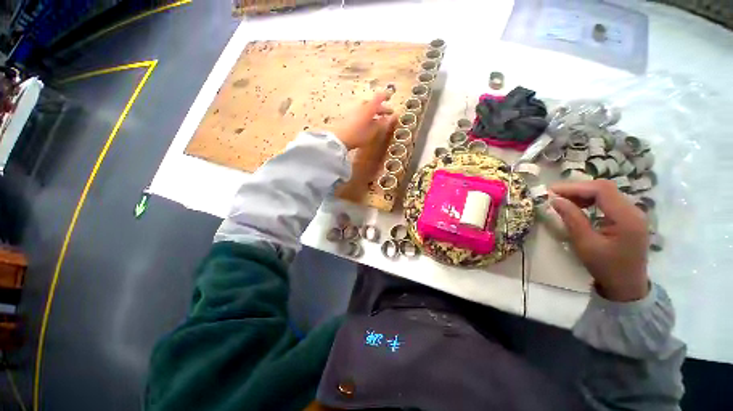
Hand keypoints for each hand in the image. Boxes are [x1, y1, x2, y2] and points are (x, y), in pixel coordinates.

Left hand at [331, 91, 395, 149]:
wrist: (340, 139)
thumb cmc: (359, 135)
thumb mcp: (373, 130)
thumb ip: (383, 123)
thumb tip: (393, 117)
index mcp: (369, 107)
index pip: (379, 97)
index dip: (385, 96)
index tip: (391, 96)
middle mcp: (362, 106)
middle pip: (373, 103)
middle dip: (381, 108)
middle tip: (387, 114)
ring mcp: (355, 111)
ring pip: (367, 108)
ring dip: (374, 112)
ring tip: (379, 120)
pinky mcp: (350, 117)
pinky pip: (362, 112)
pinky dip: (368, 115)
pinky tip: (369, 123)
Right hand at [549, 180, 649, 301]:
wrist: (626, 286)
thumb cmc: (606, 267)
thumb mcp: (585, 244)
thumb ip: (572, 219)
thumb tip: (555, 200)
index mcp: (627, 217)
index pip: (602, 190)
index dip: (575, 187)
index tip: (551, 192)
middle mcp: (633, 210)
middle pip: (604, 188)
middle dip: (577, 189)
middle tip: (554, 195)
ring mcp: (632, 213)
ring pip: (606, 193)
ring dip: (582, 194)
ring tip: (563, 201)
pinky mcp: (628, 218)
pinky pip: (608, 201)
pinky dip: (590, 200)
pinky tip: (578, 207)